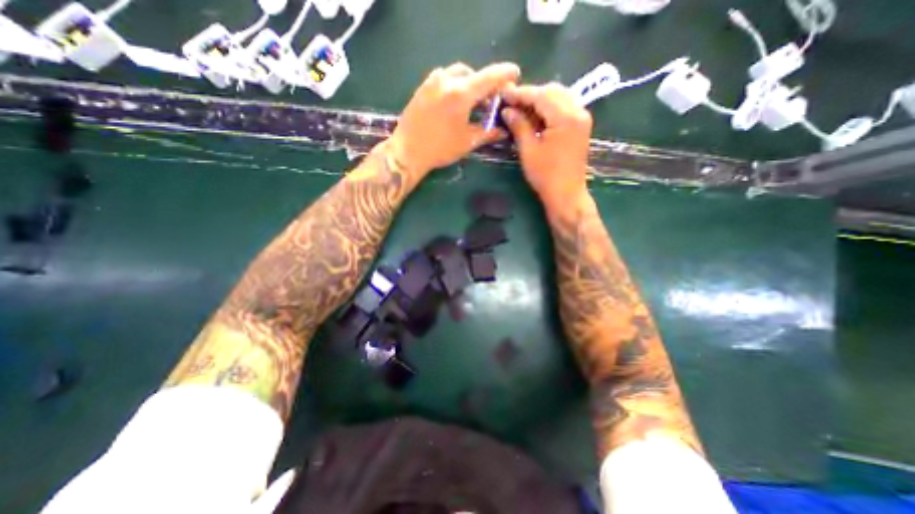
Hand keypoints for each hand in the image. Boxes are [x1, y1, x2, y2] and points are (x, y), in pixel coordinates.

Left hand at [389, 60, 522, 177]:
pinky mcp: (422, 87)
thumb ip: (488, 133)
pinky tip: (454, 99)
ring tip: (473, 99)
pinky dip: (454, 83)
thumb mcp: (467, 142)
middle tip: (490, 98)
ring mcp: (432, 82)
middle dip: (485, 82)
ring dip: (469, 82)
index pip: (489, 76)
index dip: (505, 73)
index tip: (515, 73)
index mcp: (461, 93)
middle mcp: (447, 80)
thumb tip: (504, 131)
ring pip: (457, 73)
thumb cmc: (440, 149)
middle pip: (473, 73)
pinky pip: (443, 77)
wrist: (407, 151)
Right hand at [499, 83, 594, 215]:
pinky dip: (548, 108)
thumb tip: (507, 110)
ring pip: (559, 97)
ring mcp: (582, 117)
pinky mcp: (580, 125)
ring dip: (539, 100)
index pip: (541, 95)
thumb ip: (519, 126)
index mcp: (565, 117)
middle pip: (552, 91)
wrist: (566, 194)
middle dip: (531, 94)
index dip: (520, 93)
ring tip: (520, 110)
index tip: (503, 93)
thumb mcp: (528, 150)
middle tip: (511, 103)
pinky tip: (535, 117)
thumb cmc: (545, 175)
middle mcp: (578, 111)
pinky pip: (564, 107)